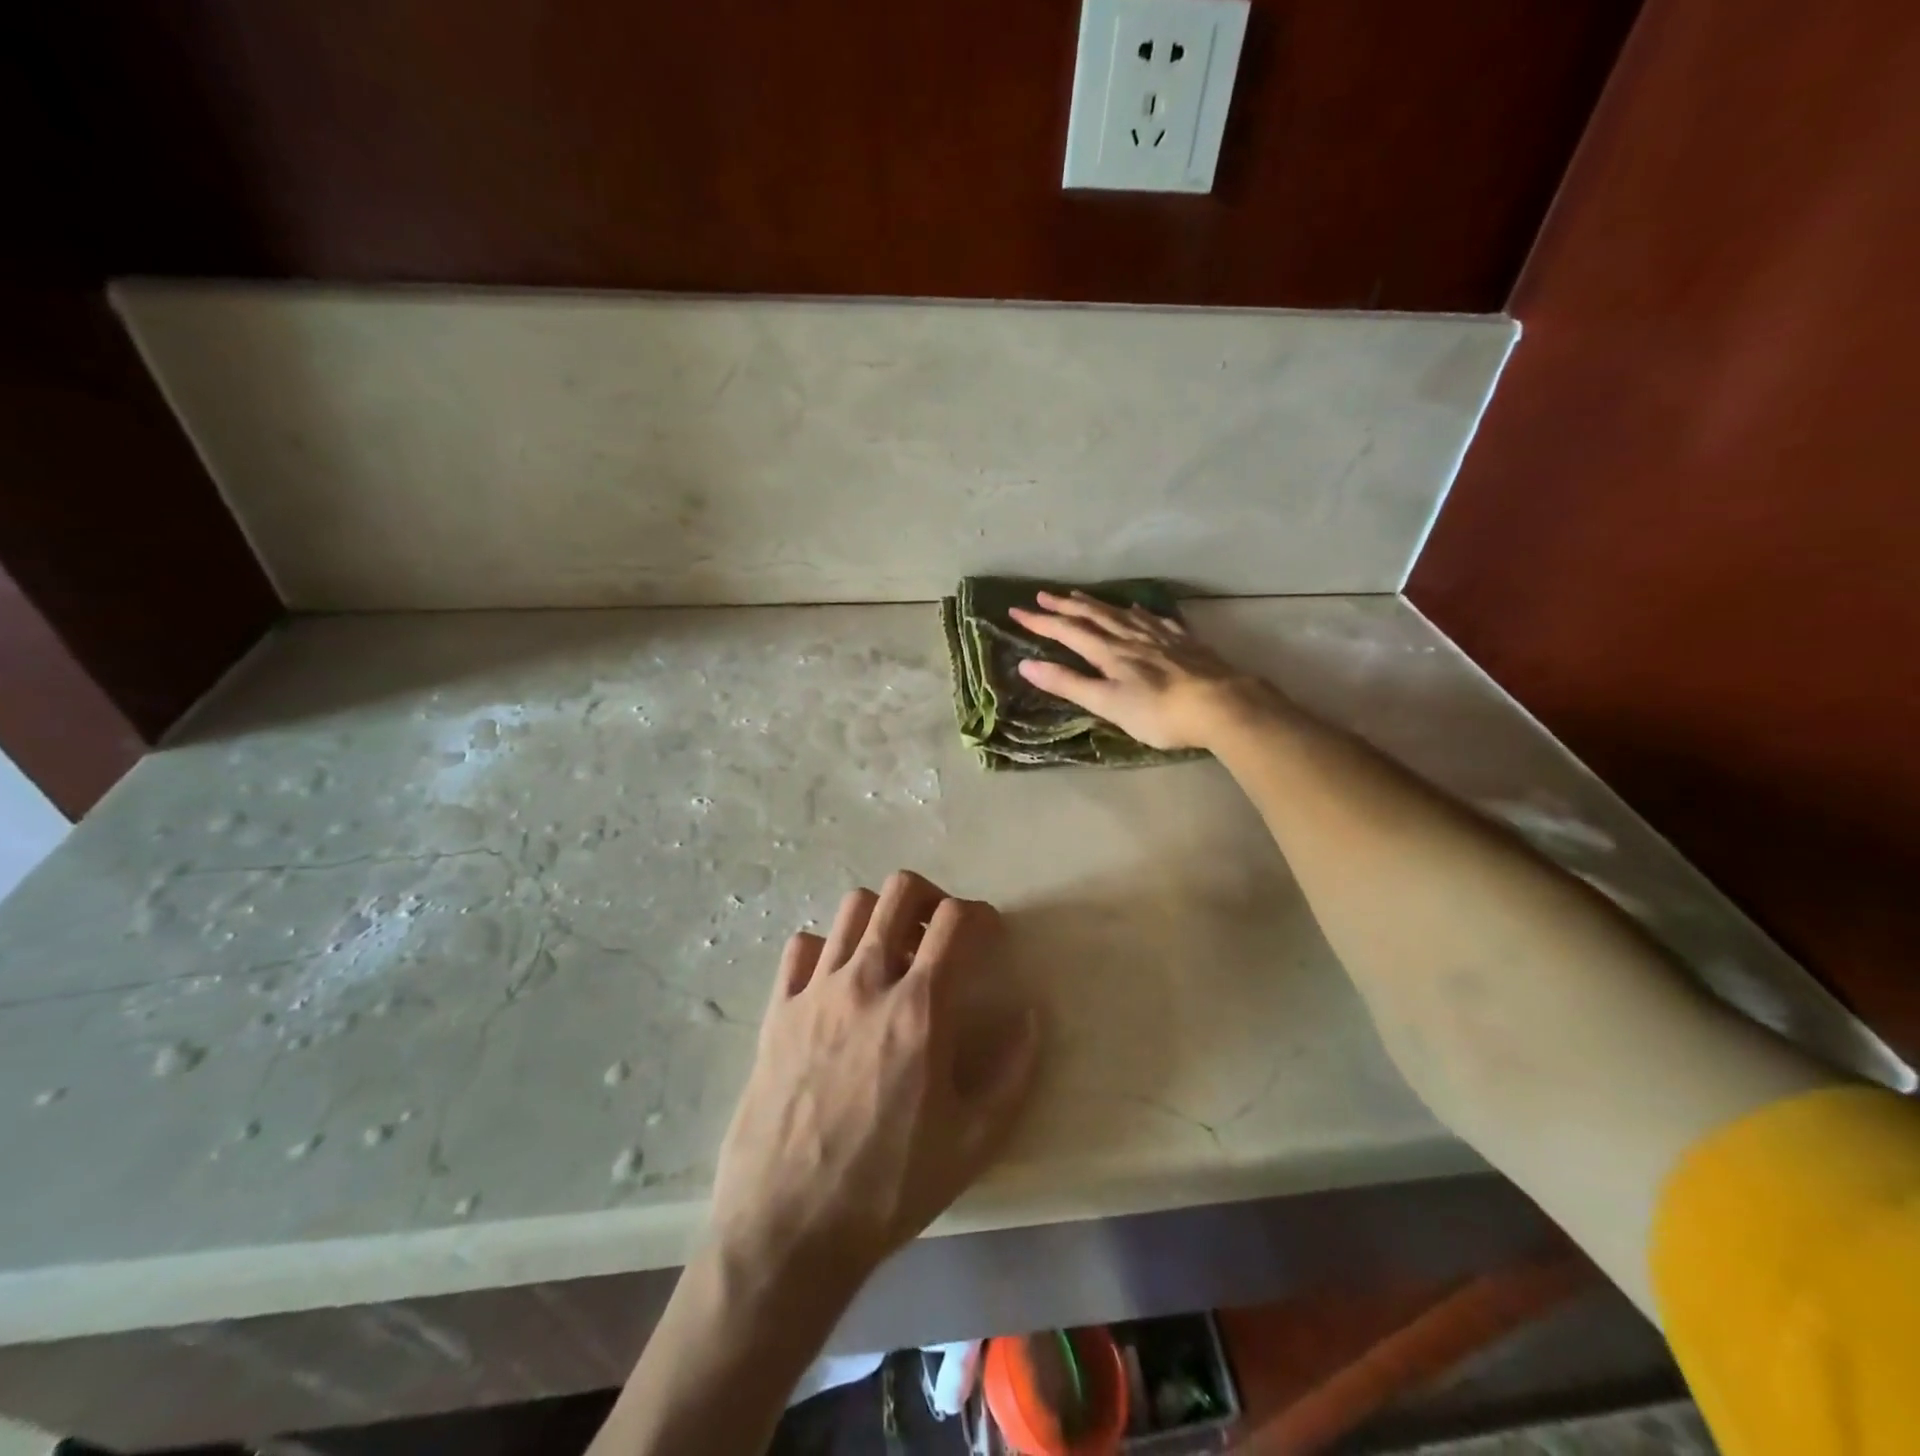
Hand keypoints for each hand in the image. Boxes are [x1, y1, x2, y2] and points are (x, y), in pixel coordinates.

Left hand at [708, 870, 1041, 1298]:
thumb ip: (1014, 1071)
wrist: (787, 1228)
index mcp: (920, 1008)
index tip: (989, 934)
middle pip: (899, 891)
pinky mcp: (777, 1010)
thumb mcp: (974, 1142)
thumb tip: (1031, 1014)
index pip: (955, 921)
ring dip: (881, 917)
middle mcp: (866, 981)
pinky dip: (827, 948)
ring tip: (892, 953)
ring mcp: (815, 990)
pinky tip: (838, 981)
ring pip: (851, 909)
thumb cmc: (888, 1187)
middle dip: (931, 897)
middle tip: (941, 932)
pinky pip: (801, 948)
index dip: (981, 915)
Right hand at [1008, 590, 1273, 750]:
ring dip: (1096, 604)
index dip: (1040, 621)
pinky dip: (1138, 612)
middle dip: (1064, 605)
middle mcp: (1130, 637)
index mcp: (1108, 652)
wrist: (1221, 705)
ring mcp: (1159, 636)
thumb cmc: (1158, 713)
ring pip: (1121, 613)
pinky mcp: (1183, 642)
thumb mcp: (1106, 703)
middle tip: (1042, 594)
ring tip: (1079, 595)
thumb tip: (1025, 665)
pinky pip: (1154, 620)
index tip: (1015, 610)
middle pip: (1093, 615)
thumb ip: (1068, 684)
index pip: (1067, 631)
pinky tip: (1136, 610)